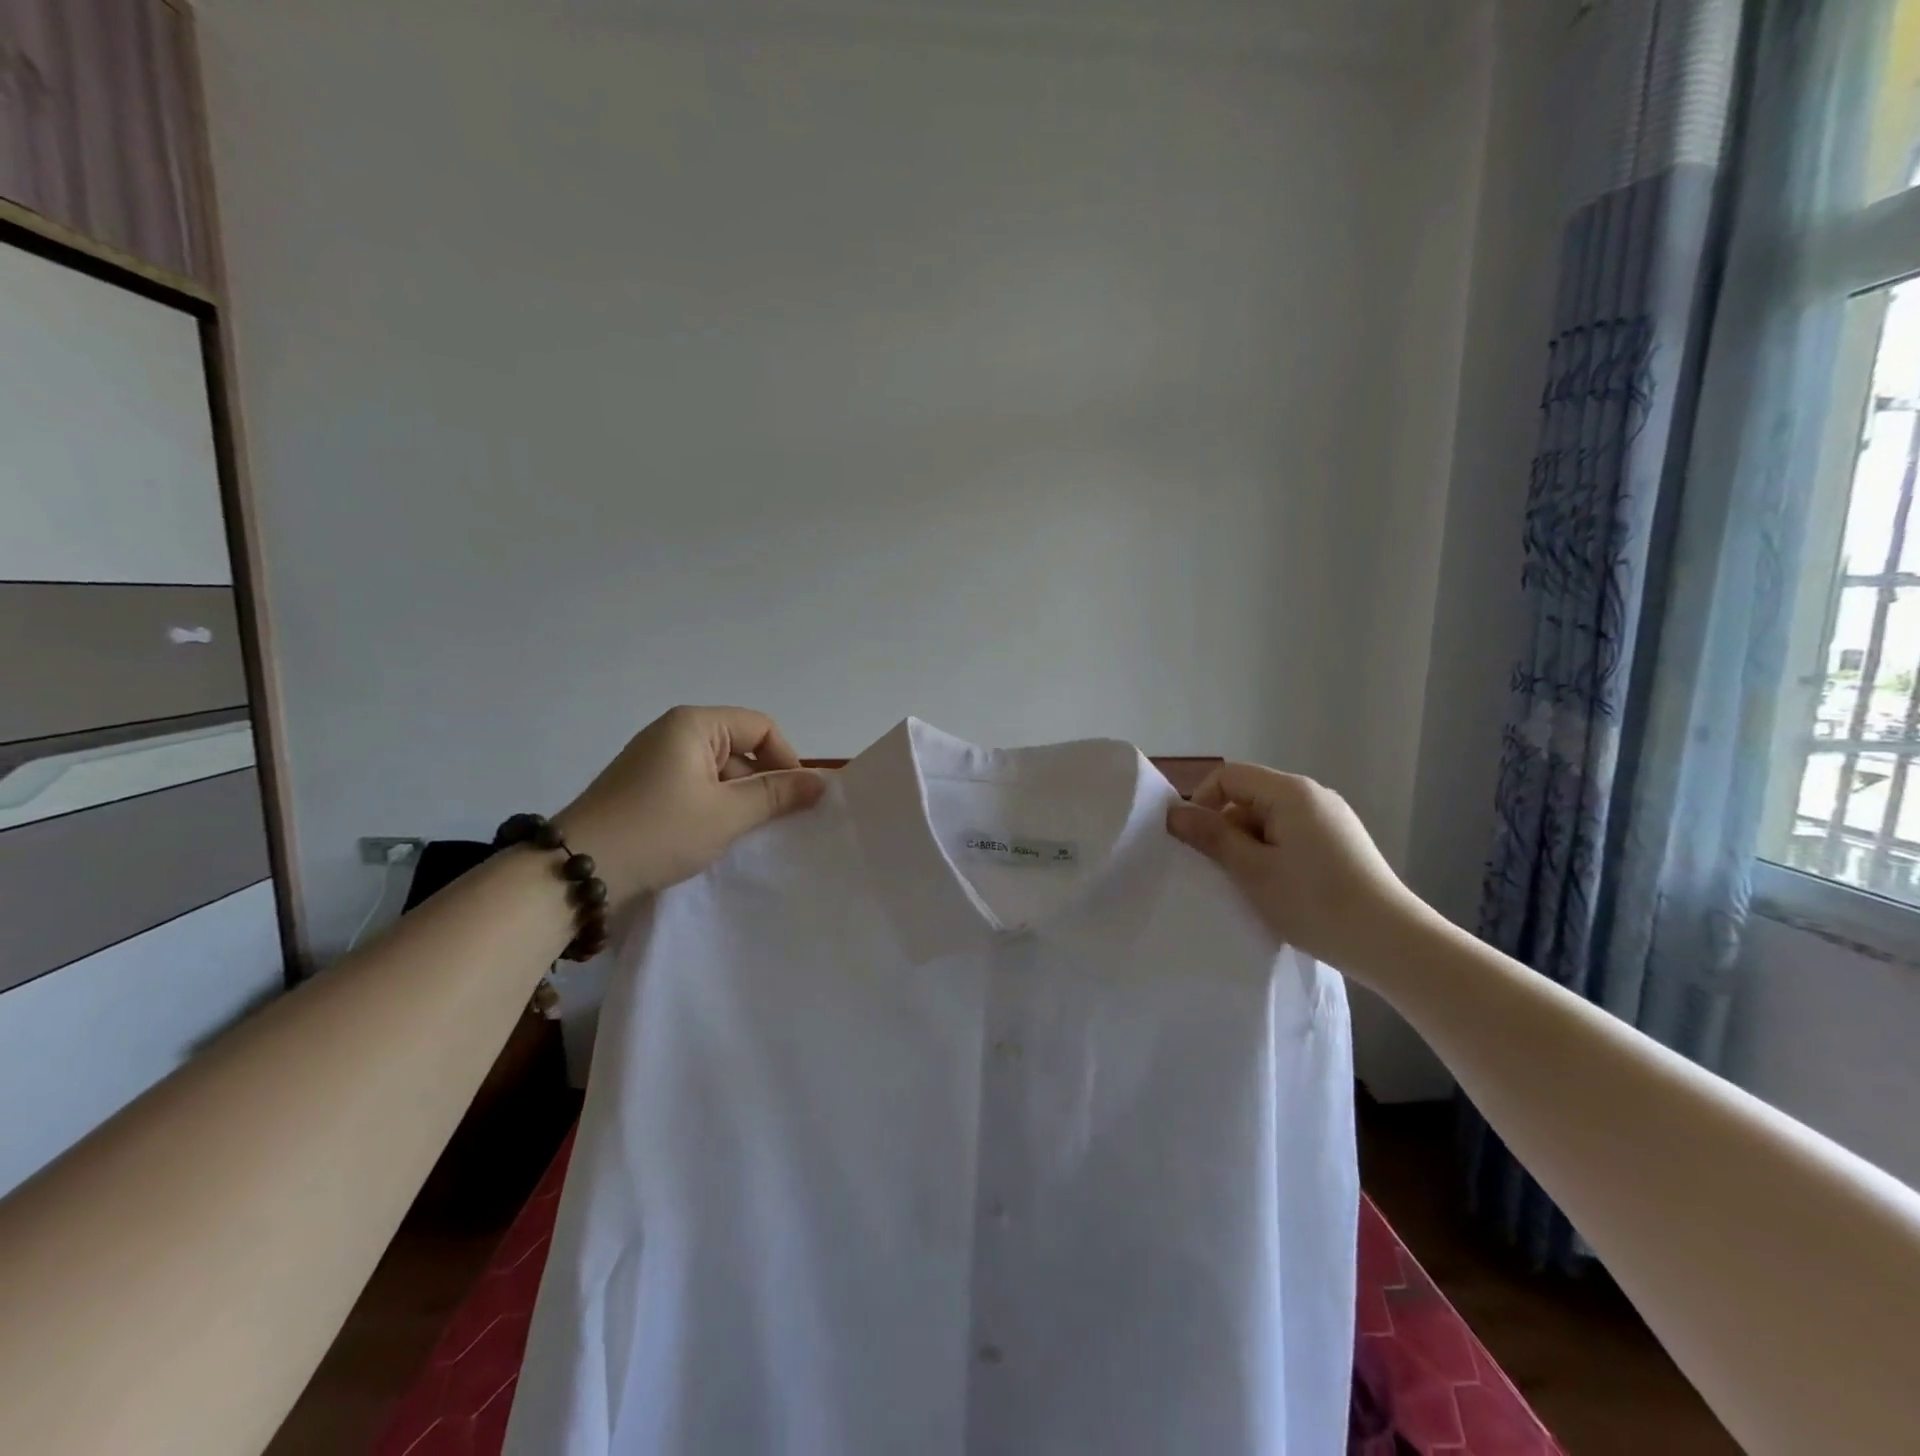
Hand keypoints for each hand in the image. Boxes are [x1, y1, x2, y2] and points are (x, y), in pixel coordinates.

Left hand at [556, 706, 825, 905]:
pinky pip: (695, 787)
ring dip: (738, 799)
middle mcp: (674, 732)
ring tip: (742, 834)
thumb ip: (777, 794)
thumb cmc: (659, 831)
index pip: (761, 728)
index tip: (796, 799)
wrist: (576, 872)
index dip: (786, 759)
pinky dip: (713, 808)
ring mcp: (656, 760)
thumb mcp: (727, 814)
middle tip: (773, 822)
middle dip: (762, 782)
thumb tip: (822, 782)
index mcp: (694, 724)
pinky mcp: (645, 787)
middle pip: (740, 747)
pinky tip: (713, 837)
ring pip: (719, 771)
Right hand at [1165, 763, 1422, 971]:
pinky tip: (1281, 888)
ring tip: (1253, 885)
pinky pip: (1291, 834)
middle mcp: (1313, 795)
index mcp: (1291, 792)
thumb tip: (1175, 812)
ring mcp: (1331, 818)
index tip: (1195, 842)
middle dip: (1227, 828)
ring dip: (1250, 846)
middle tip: (1224, 872)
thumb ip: (1211, 836)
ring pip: (1269, 818)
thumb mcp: (1252, 870)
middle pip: (1249, 796)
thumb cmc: (1315, 903)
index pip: (1228, 776)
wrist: (1392, 944)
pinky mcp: (1342, 842)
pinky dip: (1274, 854)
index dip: (1202, 802)